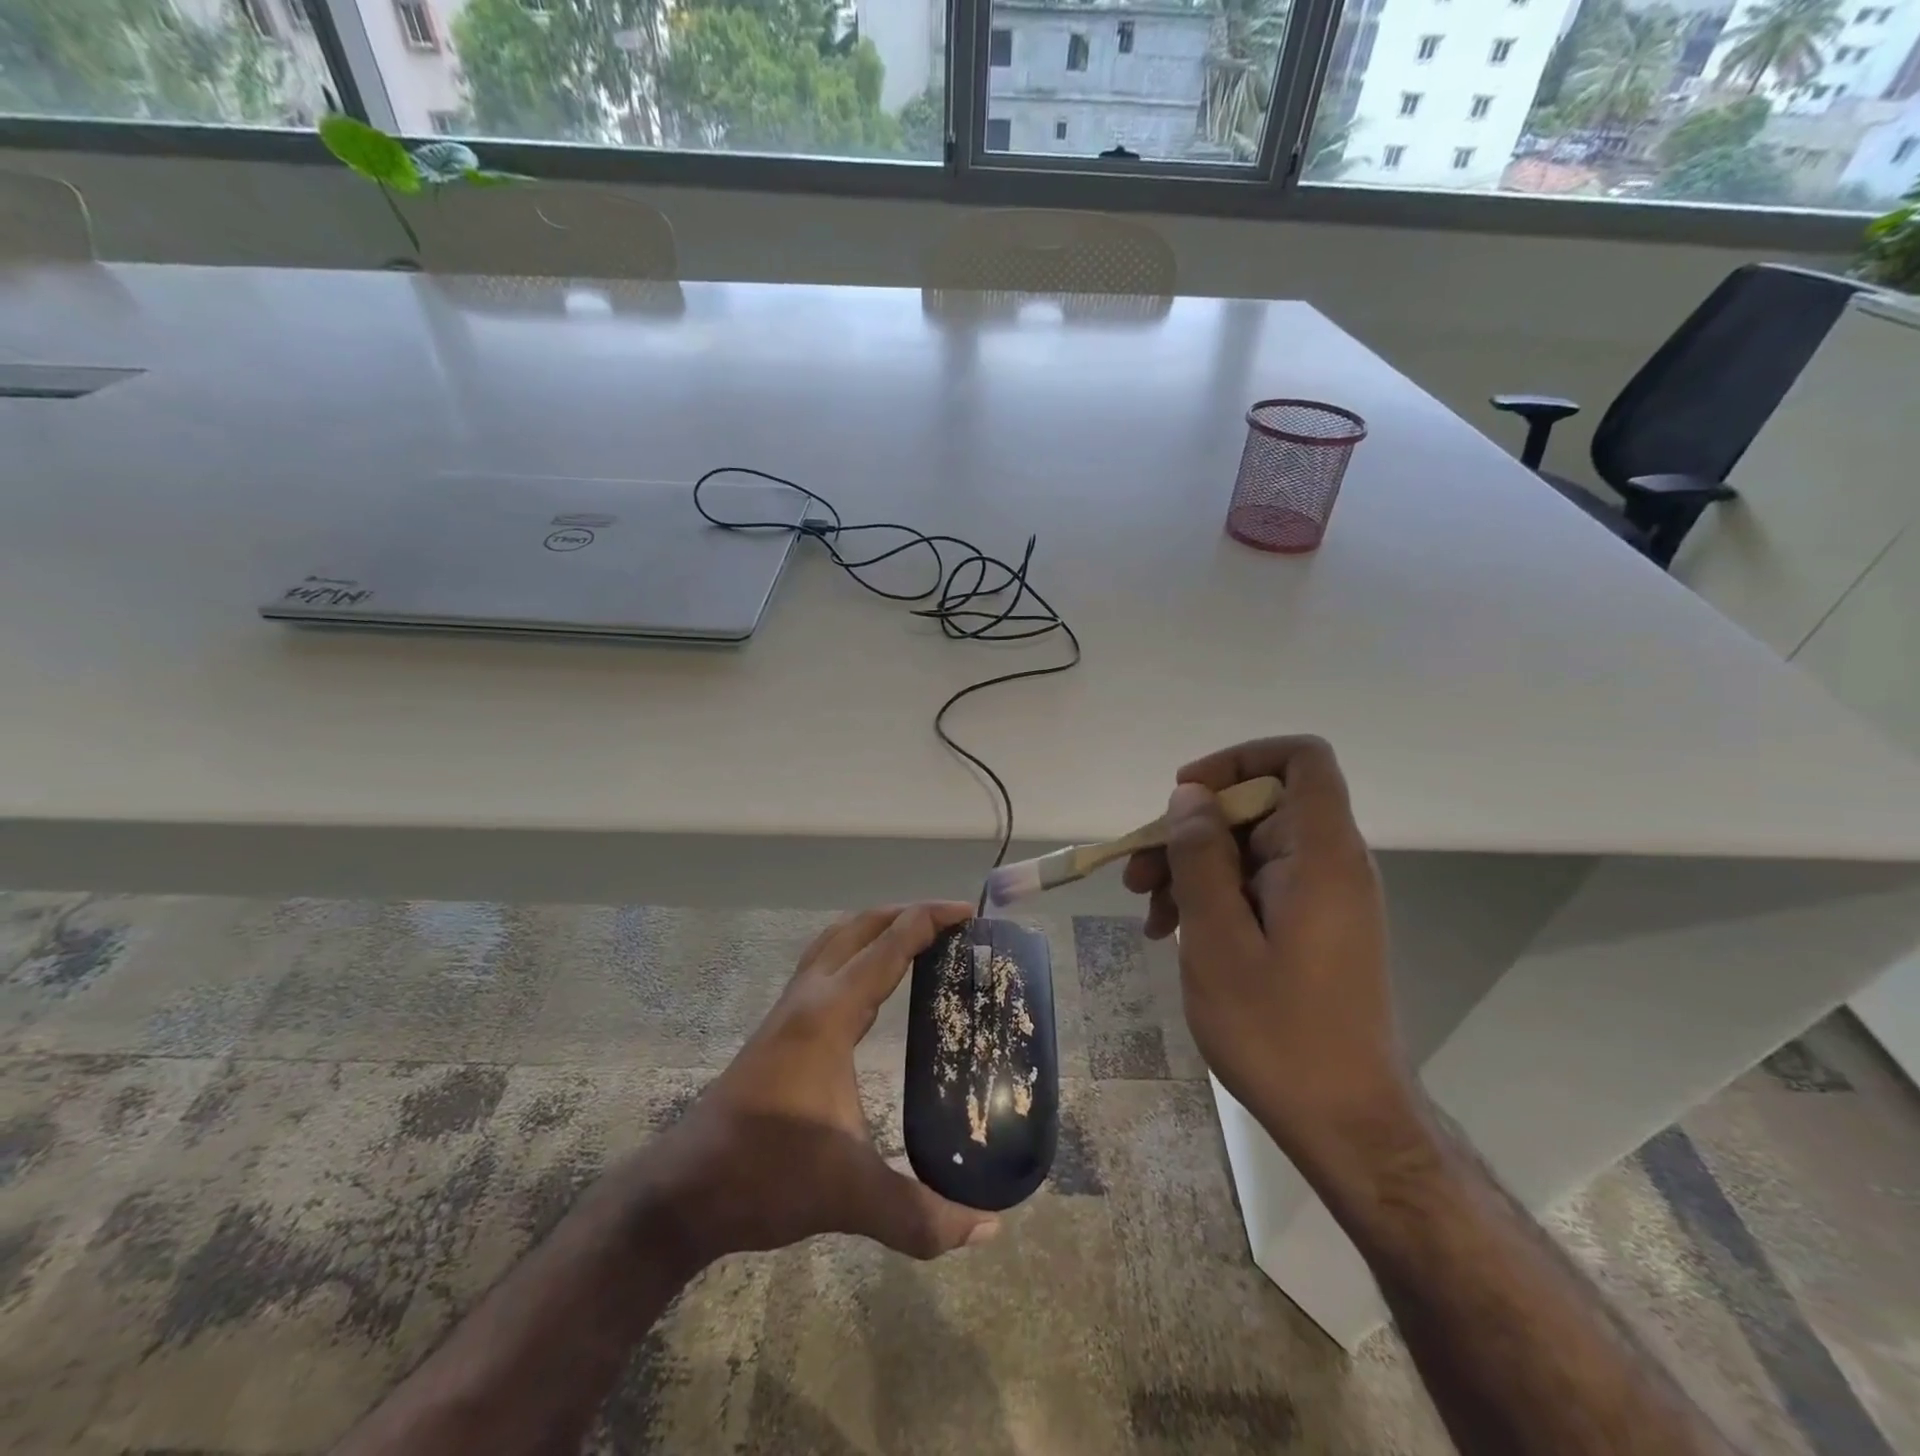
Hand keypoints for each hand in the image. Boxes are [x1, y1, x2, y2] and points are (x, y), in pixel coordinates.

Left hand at [638, 902, 999, 1267]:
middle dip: (907, 913)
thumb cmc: (766, 1176)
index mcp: (829, 1015)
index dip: (929, 920)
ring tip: (918, 938)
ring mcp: (788, 1010)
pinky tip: (872, 984)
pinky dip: (856, 953)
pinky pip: (824, 965)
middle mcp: (808, 998)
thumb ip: (921, 1215)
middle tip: (953, 921)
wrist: (684, 1191)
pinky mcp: (778, 1028)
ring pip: (835, 941)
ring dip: (877, 928)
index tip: (968, 913)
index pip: (887, 947)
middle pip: (859, 928)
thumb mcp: (850, 1196)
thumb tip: (989, 1226)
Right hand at [1122, 737, 1417, 1162]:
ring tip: (1150, 914)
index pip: (1299, 758)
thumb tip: (1189, 797)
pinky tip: (1174, 934)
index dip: (1238, 759)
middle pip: (1257, 806)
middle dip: (1190, 831)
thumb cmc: (1279, 1032)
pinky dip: (1212, 898)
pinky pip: (1255, 887)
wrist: (1346, 1122)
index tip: (1184, 796)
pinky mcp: (1310, 927)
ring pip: (1247, 849)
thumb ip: (1201, 858)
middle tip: (1138, 875)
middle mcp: (1329, 864)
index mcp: (1321, 855)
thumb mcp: (1219, 940)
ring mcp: (1321, 897)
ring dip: (1191, 869)